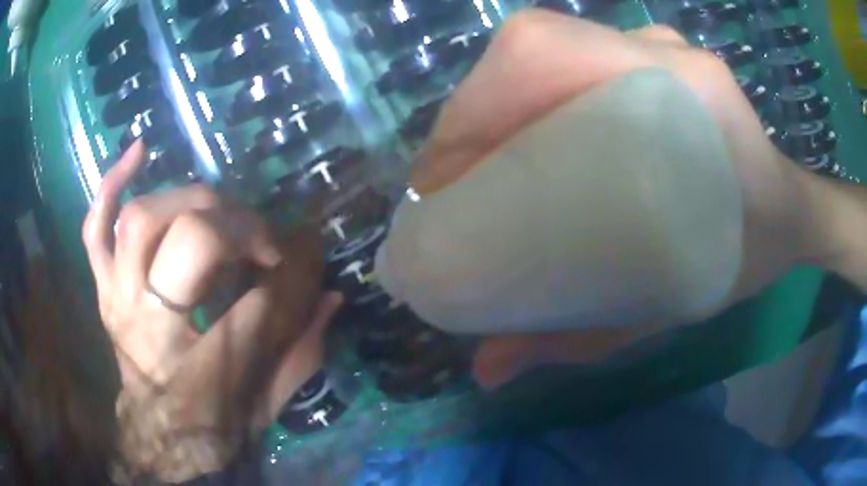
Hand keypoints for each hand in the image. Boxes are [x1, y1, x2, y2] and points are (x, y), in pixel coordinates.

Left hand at [81, 141, 341, 481]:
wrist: (157, 441)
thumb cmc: (213, 430)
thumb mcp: (268, 407)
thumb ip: (301, 352)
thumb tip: (331, 295)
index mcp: (203, 372)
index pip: (260, 299)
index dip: (294, 268)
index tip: (309, 251)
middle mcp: (151, 327)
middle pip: (194, 241)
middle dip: (241, 228)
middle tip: (264, 243)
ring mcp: (118, 300)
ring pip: (142, 218)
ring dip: (190, 201)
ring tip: (217, 210)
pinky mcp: (104, 289)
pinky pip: (97, 226)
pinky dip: (112, 184)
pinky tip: (139, 152)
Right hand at [410, 11, 817, 387]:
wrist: (790, 213)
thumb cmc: (748, 257)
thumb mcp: (674, 306)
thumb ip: (581, 340)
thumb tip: (487, 369)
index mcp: (685, 93)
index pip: (542, 56)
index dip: (473, 108)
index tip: (438, 182)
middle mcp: (664, 51)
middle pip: (532, 46)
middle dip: (473, 108)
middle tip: (450, 181)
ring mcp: (659, 43)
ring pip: (546, 44)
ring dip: (497, 97)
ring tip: (480, 162)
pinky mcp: (655, 51)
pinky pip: (572, 51)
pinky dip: (530, 87)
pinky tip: (526, 133)